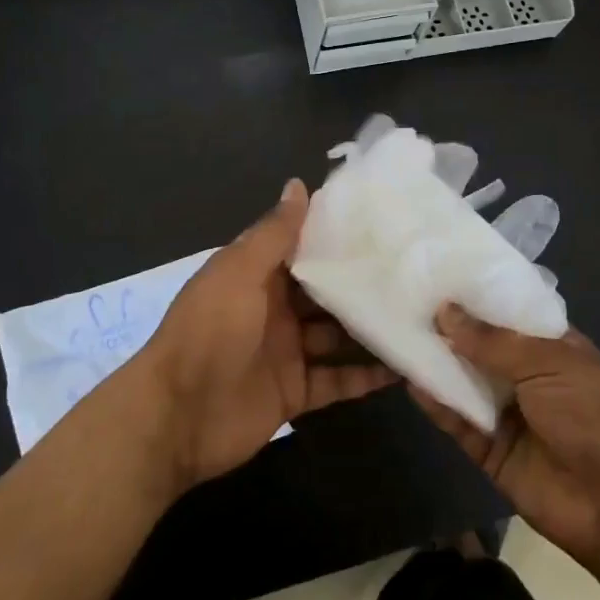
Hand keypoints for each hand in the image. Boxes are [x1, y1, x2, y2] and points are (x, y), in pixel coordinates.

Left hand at [135, 179, 393, 492]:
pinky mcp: (295, 392)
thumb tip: (298, 184)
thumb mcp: (239, 272)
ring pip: (337, 336)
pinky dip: (365, 377)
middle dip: (362, 285)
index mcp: (258, 276)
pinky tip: (404, 368)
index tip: (382, 224)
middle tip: (416, 273)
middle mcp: (275, 309)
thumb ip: (274, 233)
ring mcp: (287, 352)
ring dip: (370, 330)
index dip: (337, 237)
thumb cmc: (209, 331)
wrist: (177, 416)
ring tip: (422, 318)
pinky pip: (336, 380)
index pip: (304, 249)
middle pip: (326, 294)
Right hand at [413, 305, 599, 599]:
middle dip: (444, 324)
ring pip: (460, 379)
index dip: (471, 292)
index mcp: (546, 343)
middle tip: (398, 296)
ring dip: (432, 360)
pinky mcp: (487, 448)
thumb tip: (444, 311)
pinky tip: (408, 379)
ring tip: (392, 331)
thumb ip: (493, 341)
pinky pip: (455, 419)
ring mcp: (504, 410)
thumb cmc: (594, 416)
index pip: (502, 308)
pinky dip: (434, 402)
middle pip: (475, 343)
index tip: (431, 269)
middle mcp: (522, 372)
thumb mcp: (550, 363)